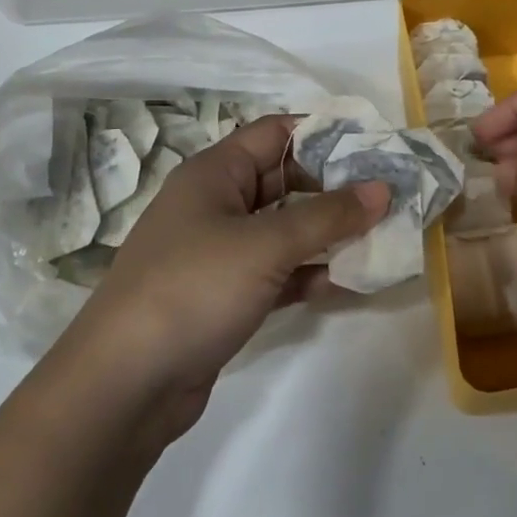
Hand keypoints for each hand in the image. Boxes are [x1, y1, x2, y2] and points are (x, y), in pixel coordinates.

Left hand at [61, 115, 388, 441]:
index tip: (376, 146)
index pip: (276, 133)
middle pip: (285, 181)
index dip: (325, 134)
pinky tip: (347, 283)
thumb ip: (328, 215)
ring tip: (382, 238)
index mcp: (215, 173)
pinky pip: (278, 272)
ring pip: (285, 230)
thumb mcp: (266, 244)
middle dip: (336, 189)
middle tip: (390, 196)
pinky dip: (309, 274)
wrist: (126, 383)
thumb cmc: (194, 289)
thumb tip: (382, 187)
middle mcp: (217, 205)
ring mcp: (220, 253)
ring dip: (328, 235)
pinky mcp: (226, 295)